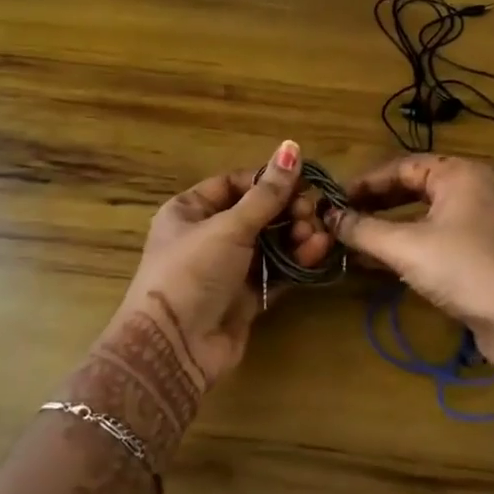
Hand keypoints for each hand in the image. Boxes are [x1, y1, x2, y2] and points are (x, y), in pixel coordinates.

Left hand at [111, 140, 331, 387]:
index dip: (267, 180)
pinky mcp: (246, 297)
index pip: (235, 183)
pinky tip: (318, 252)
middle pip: (257, 213)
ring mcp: (228, 268)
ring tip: (317, 236)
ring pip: (271, 242)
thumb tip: (292, 146)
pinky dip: (297, 261)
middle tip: (311, 213)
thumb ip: (266, 193)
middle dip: (287, 211)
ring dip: (296, 235)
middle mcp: (208, 235)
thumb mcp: (229, 227)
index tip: (302, 181)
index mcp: (190, 210)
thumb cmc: (193, 272)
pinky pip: (277, 271)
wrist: (175, 347)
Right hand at [294, 154, 493, 373]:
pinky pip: (435, 239)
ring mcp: (479, 222)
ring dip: (388, 227)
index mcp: (458, 174)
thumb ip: (363, 230)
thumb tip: (328, 217)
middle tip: (341, 218)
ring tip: (353, 240)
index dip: (364, 183)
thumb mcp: (405, 246)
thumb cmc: (463, 268)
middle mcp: (471, 190)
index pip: (401, 167)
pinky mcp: (481, 252)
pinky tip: (380, 263)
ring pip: (423, 216)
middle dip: (375, 204)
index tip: (334, 199)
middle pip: (413, 188)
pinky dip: (407, 246)